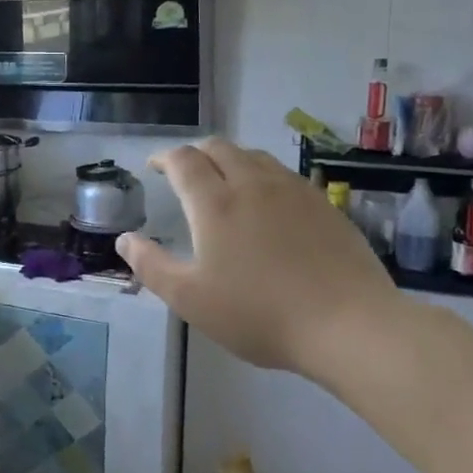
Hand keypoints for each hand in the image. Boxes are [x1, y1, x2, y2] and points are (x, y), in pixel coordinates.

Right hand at [116, 138, 405, 383]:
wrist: (349, 325)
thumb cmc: (259, 313)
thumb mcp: (190, 299)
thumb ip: (151, 266)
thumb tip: (124, 239)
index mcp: (215, 202)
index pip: (184, 160)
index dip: (164, 158)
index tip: (155, 167)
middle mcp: (253, 184)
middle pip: (219, 148)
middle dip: (196, 153)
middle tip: (185, 173)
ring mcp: (293, 191)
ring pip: (254, 156)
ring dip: (231, 160)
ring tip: (224, 182)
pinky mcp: (324, 205)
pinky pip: (284, 175)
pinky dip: (262, 176)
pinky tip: (268, 204)